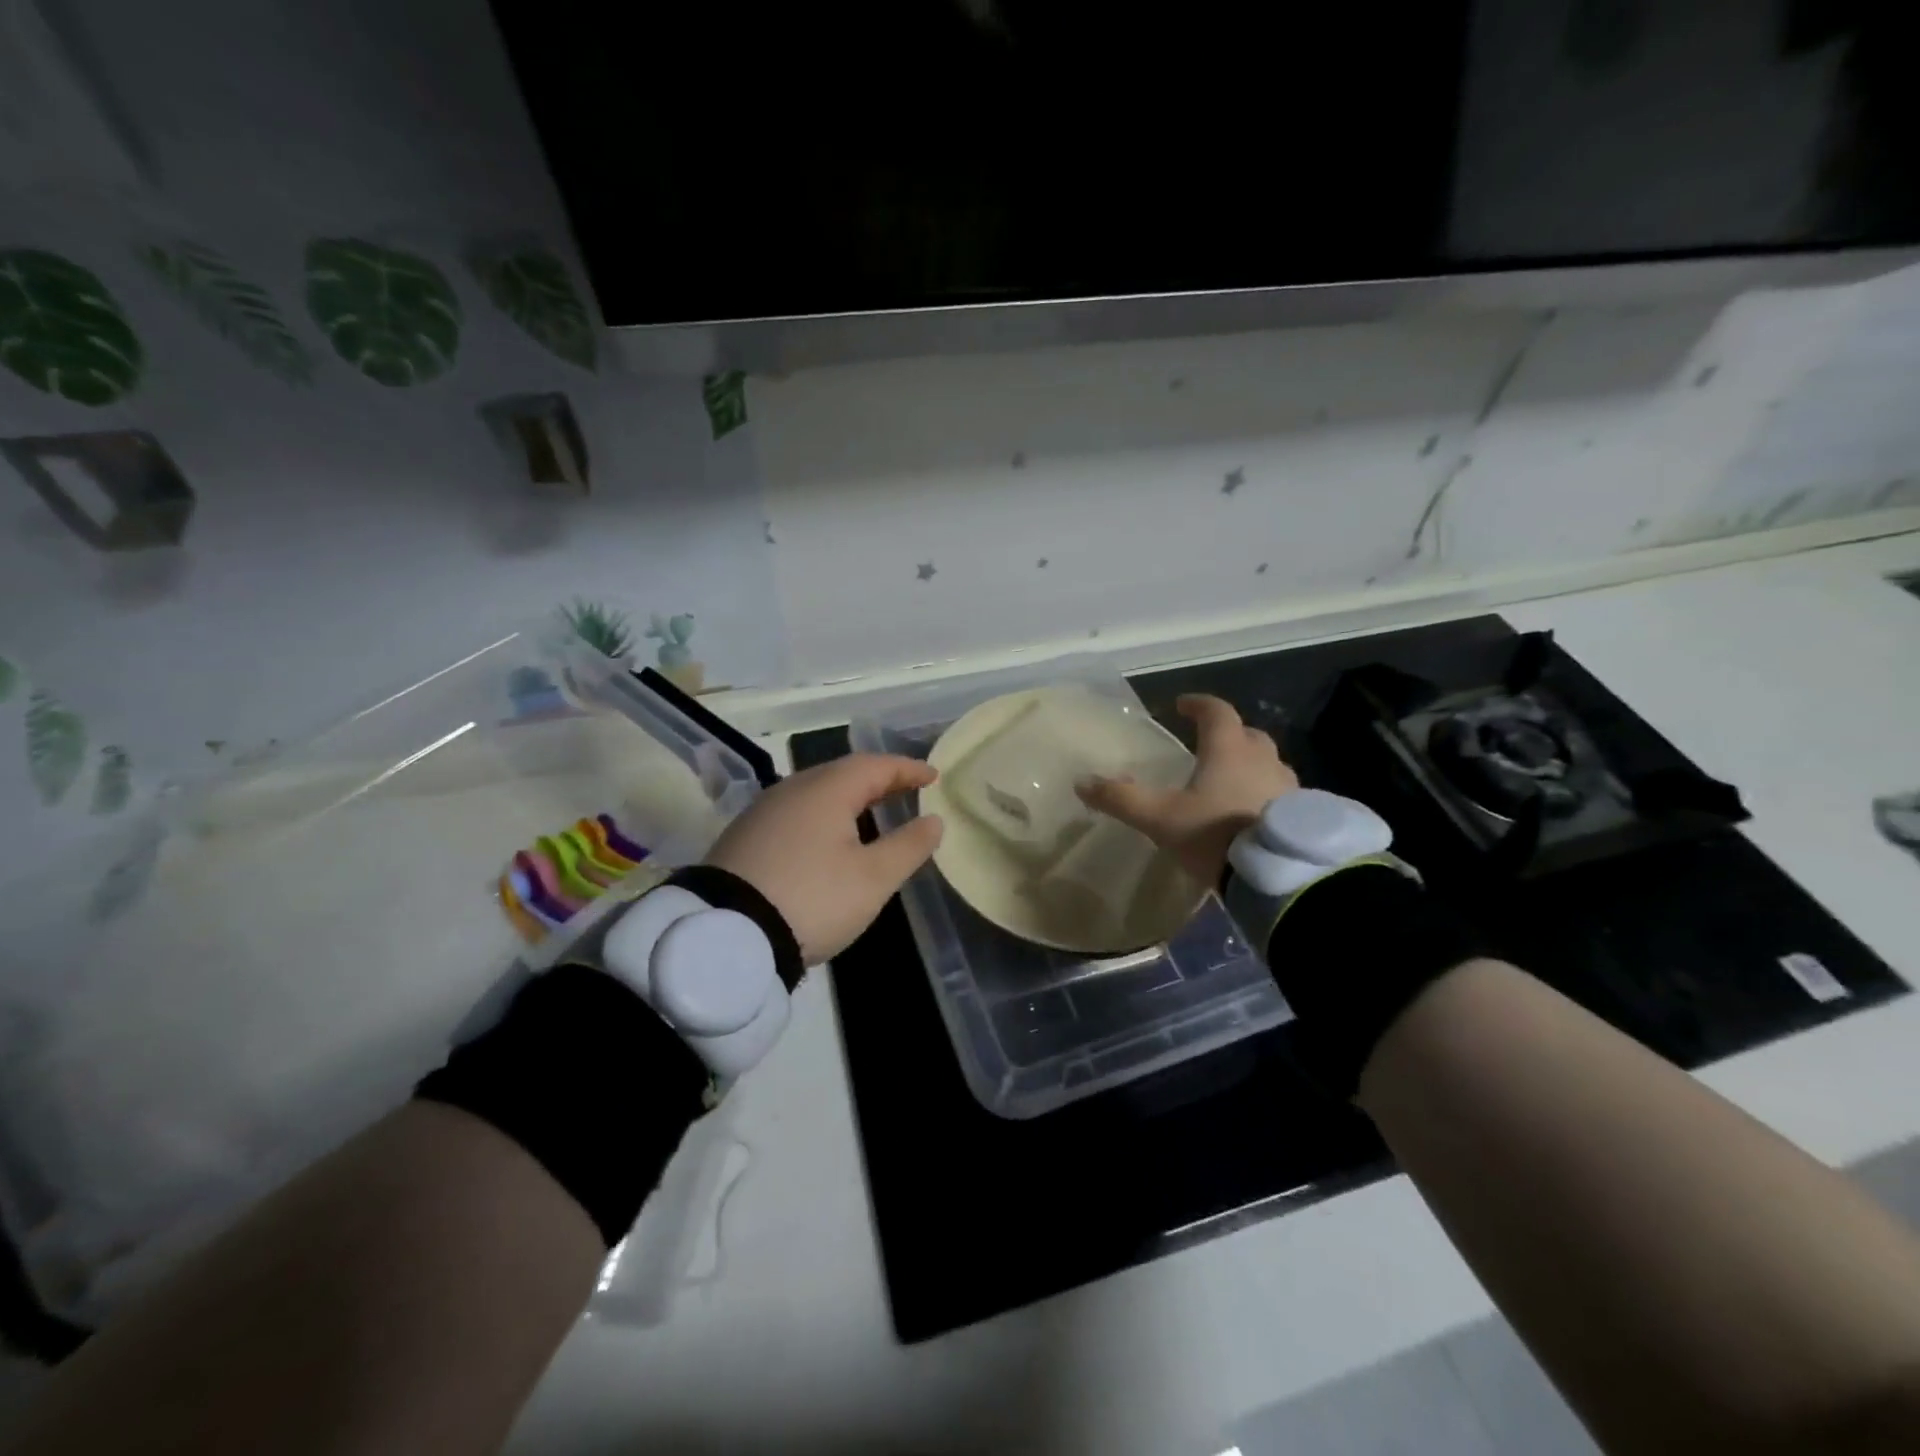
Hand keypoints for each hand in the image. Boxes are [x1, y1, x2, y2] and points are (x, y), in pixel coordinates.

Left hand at [704, 754, 944, 963]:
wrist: (725, 936)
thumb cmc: (812, 899)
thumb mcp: (873, 879)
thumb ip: (908, 846)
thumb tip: (933, 820)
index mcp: (826, 790)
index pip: (875, 766)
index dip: (907, 769)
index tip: (933, 776)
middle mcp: (792, 789)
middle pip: (843, 773)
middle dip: (878, 779)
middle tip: (906, 791)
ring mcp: (763, 812)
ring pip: (816, 792)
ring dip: (849, 797)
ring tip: (871, 814)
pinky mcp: (744, 837)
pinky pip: (795, 812)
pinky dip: (822, 815)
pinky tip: (826, 838)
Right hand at [1076, 694, 1297, 885]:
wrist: (1277, 875)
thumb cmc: (1215, 835)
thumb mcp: (1160, 819)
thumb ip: (1121, 799)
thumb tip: (1082, 782)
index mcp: (1228, 750)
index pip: (1216, 712)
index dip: (1198, 705)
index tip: (1182, 706)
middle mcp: (1263, 759)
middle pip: (1247, 735)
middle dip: (1227, 734)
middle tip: (1208, 745)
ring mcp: (1289, 786)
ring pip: (1267, 763)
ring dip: (1249, 764)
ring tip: (1229, 782)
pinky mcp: (1303, 813)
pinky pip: (1281, 792)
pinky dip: (1264, 792)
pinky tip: (1252, 813)